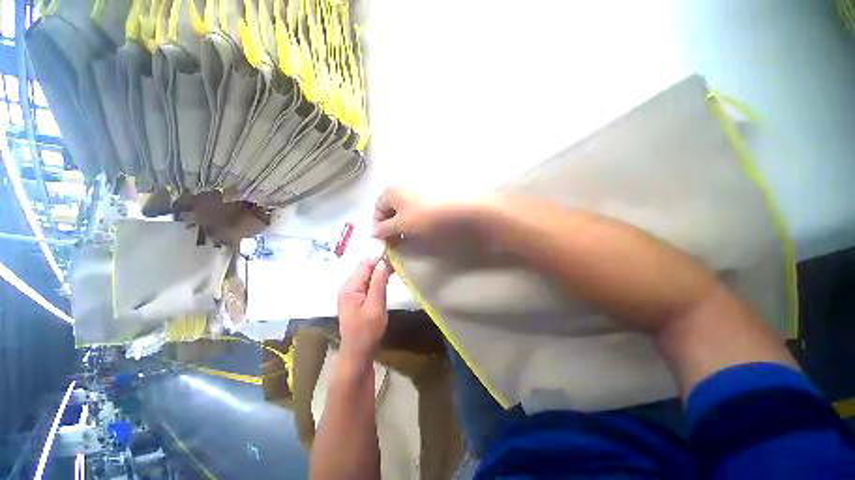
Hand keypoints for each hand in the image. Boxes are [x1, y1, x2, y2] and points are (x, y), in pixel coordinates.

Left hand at [337, 258, 392, 360]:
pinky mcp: (353, 298)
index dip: (379, 260)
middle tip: (396, 266)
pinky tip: (384, 281)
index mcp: (349, 288)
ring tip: (393, 272)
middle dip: (379, 265)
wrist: (358, 352)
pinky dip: (375, 280)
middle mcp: (346, 287)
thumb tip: (383, 262)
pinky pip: (364, 283)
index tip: (395, 259)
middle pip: (363, 268)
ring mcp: (349, 293)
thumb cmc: (368, 331)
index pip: (364, 265)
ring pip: (364, 275)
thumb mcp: (376, 306)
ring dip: (377, 272)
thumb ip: (378, 283)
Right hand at [371, 187, 481, 243]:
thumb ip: (385, 228)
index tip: (384, 242)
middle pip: (390, 209)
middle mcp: (402, 186)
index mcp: (392, 191)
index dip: (378, 227)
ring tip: (408, 237)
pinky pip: (415, 208)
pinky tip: (419, 227)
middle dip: (390, 226)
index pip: (377, 209)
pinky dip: (413, 219)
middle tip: (396, 242)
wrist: (459, 208)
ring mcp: (417, 189)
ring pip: (403, 209)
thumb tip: (372, 232)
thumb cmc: (425, 215)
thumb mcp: (402, 224)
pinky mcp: (430, 195)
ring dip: (401, 224)